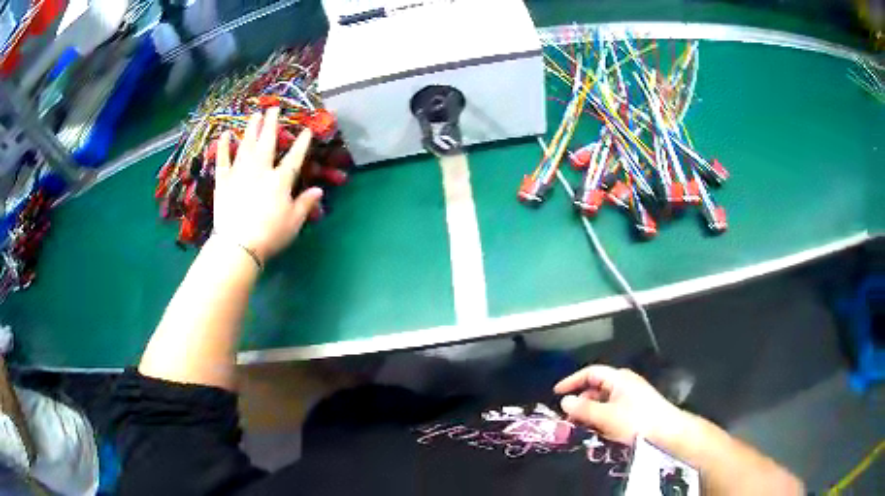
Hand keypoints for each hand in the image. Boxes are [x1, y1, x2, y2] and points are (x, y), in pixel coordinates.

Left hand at [213, 108, 322, 261]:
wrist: (238, 245)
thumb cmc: (270, 235)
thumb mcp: (294, 222)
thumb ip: (306, 203)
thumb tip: (319, 190)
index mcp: (280, 180)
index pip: (294, 157)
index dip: (301, 143)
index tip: (307, 130)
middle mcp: (261, 170)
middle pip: (267, 142)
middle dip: (271, 123)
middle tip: (273, 108)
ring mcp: (240, 173)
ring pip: (246, 145)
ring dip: (251, 128)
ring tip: (254, 115)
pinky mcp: (223, 181)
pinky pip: (223, 160)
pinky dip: (224, 146)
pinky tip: (226, 134)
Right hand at [554, 365, 688, 444]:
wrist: (668, 433)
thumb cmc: (637, 421)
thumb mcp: (607, 416)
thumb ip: (584, 409)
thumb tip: (564, 401)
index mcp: (619, 378)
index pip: (590, 372)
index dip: (572, 381)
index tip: (556, 393)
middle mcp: (625, 384)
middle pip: (596, 388)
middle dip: (580, 402)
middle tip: (568, 419)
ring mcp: (632, 397)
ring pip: (604, 401)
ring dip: (590, 413)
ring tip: (582, 428)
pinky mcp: (636, 410)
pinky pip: (612, 410)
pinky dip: (602, 418)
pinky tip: (600, 432)